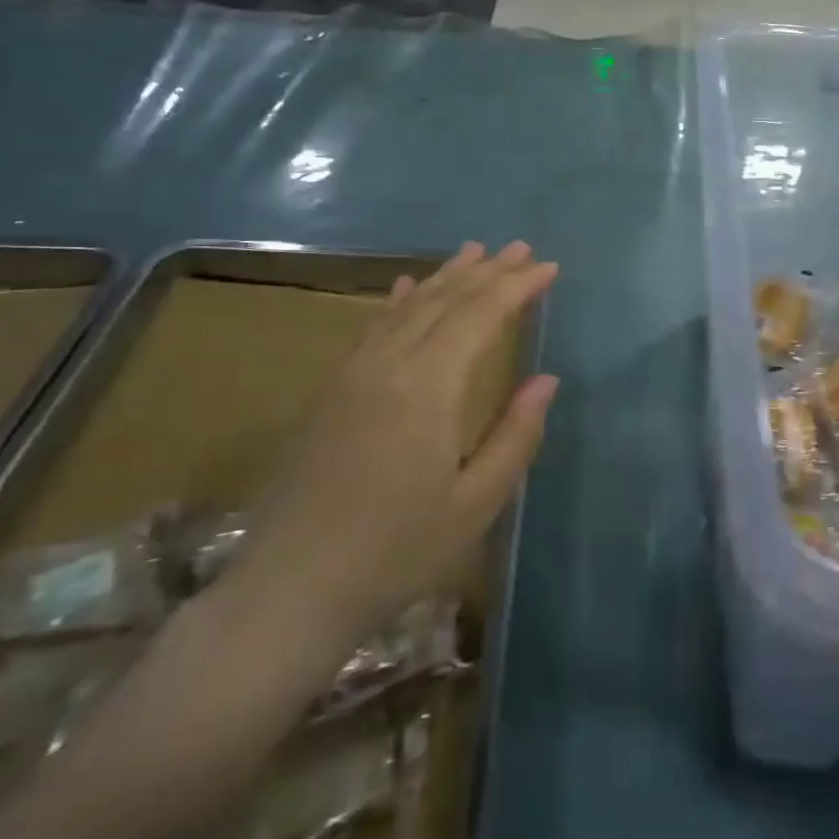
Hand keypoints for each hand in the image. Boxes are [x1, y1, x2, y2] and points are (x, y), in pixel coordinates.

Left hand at [236, 242, 558, 651]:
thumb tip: (546, 379)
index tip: (549, 268)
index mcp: (427, 388)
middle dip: (487, 271)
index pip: (480, 316)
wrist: (289, 591)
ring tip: (475, 252)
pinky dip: (398, 300)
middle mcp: (388, 365)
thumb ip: (515, 435)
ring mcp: (352, 374)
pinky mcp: (329, 391)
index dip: (517, 287)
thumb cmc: (395, 553)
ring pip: (407, 307)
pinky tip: (407, 286)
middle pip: (444, 301)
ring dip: (446, 276)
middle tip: (521, 248)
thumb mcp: (475, 504)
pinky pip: (372, 327)